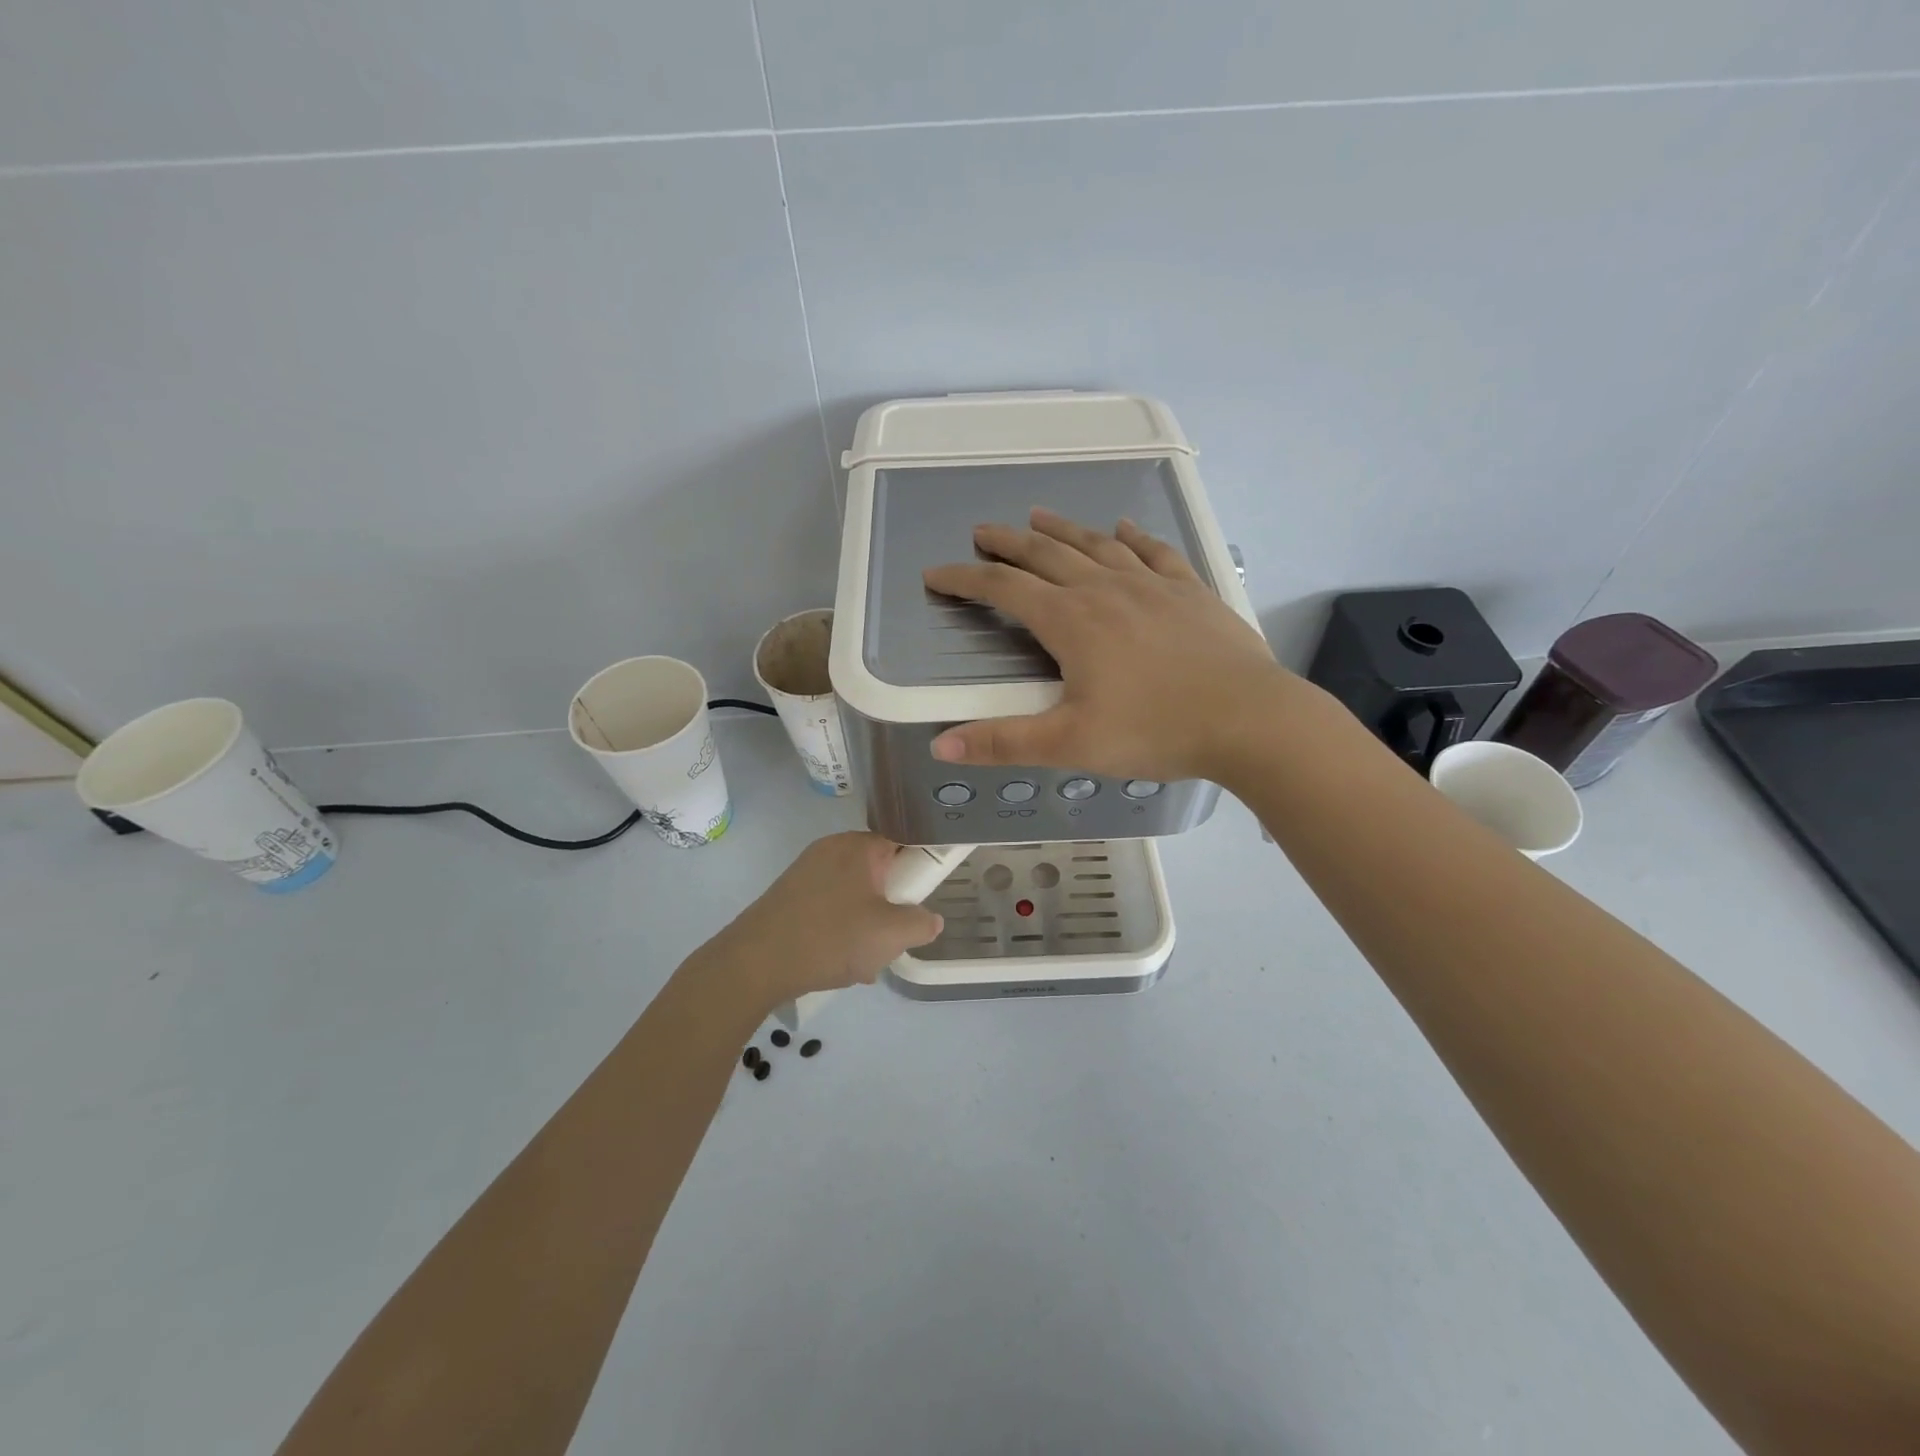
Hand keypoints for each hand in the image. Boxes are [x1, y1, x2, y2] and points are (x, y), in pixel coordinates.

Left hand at [698, 833, 943, 1008]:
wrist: (754, 963)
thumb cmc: (829, 938)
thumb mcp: (890, 934)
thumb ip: (921, 923)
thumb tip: (931, 919)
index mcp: (858, 846)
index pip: (903, 844)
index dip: (918, 872)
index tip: (921, 903)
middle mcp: (832, 849)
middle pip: (879, 872)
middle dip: (891, 907)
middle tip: (893, 939)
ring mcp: (807, 871)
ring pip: (855, 894)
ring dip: (867, 924)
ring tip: (865, 961)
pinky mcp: (790, 895)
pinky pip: (830, 906)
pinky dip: (841, 929)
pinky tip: (839, 962)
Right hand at [922, 508, 1297, 781]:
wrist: (1250, 719)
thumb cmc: (1156, 731)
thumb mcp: (1071, 744)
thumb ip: (1003, 742)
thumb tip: (941, 745)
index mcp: (1072, 622)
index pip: (1005, 590)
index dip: (965, 580)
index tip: (936, 575)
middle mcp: (1106, 590)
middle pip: (1046, 556)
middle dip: (1008, 543)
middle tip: (982, 532)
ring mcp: (1152, 585)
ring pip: (1096, 545)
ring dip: (1062, 529)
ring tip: (1037, 516)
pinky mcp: (1191, 591)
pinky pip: (1155, 552)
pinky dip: (1133, 538)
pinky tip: (1123, 529)